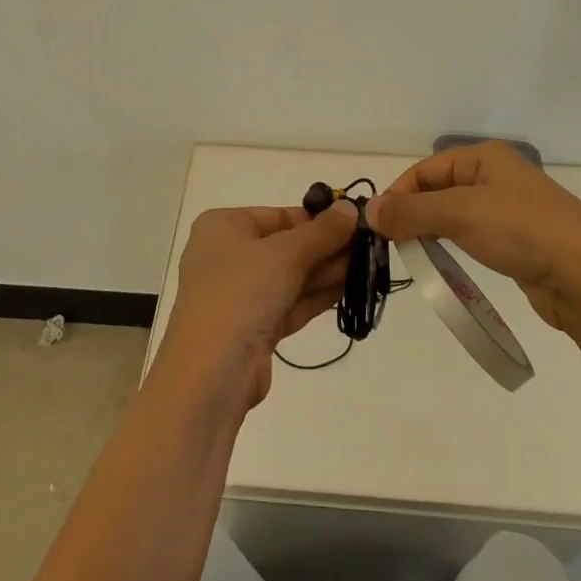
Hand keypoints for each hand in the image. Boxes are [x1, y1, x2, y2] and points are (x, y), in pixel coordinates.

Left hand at [156, 202, 356, 408]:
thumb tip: (350, 208)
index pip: (278, 216)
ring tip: (369, 266)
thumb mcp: (286, 253)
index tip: (355, 222)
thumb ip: (322, 232)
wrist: (211, 373)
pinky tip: (349, 290)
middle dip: (326, 248)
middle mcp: (227, 256)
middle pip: (286, 246)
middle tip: (369, 246)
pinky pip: (289, 303)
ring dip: (327, 272)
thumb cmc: (241, 292)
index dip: (316, 219)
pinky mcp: (252, 328)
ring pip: (290, 277)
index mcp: (223, 227)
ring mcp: (239, 295)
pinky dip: (316, 297)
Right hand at [368, 141, 580, 334]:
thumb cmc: (522, 231)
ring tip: (415, 255)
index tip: (378, 227)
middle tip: (392, 244)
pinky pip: (474, 236)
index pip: (425, 170)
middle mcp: (496, 176)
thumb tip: (369, 210)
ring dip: (431, 231)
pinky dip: (454, 246)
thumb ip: (411, 212)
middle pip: (438, 190)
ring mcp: (509, 209)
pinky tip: (447, 263)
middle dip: (413, 214)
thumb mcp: (459, 214)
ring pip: (455, 214)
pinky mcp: (519, 240)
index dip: (399, 195)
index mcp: (484, 157)